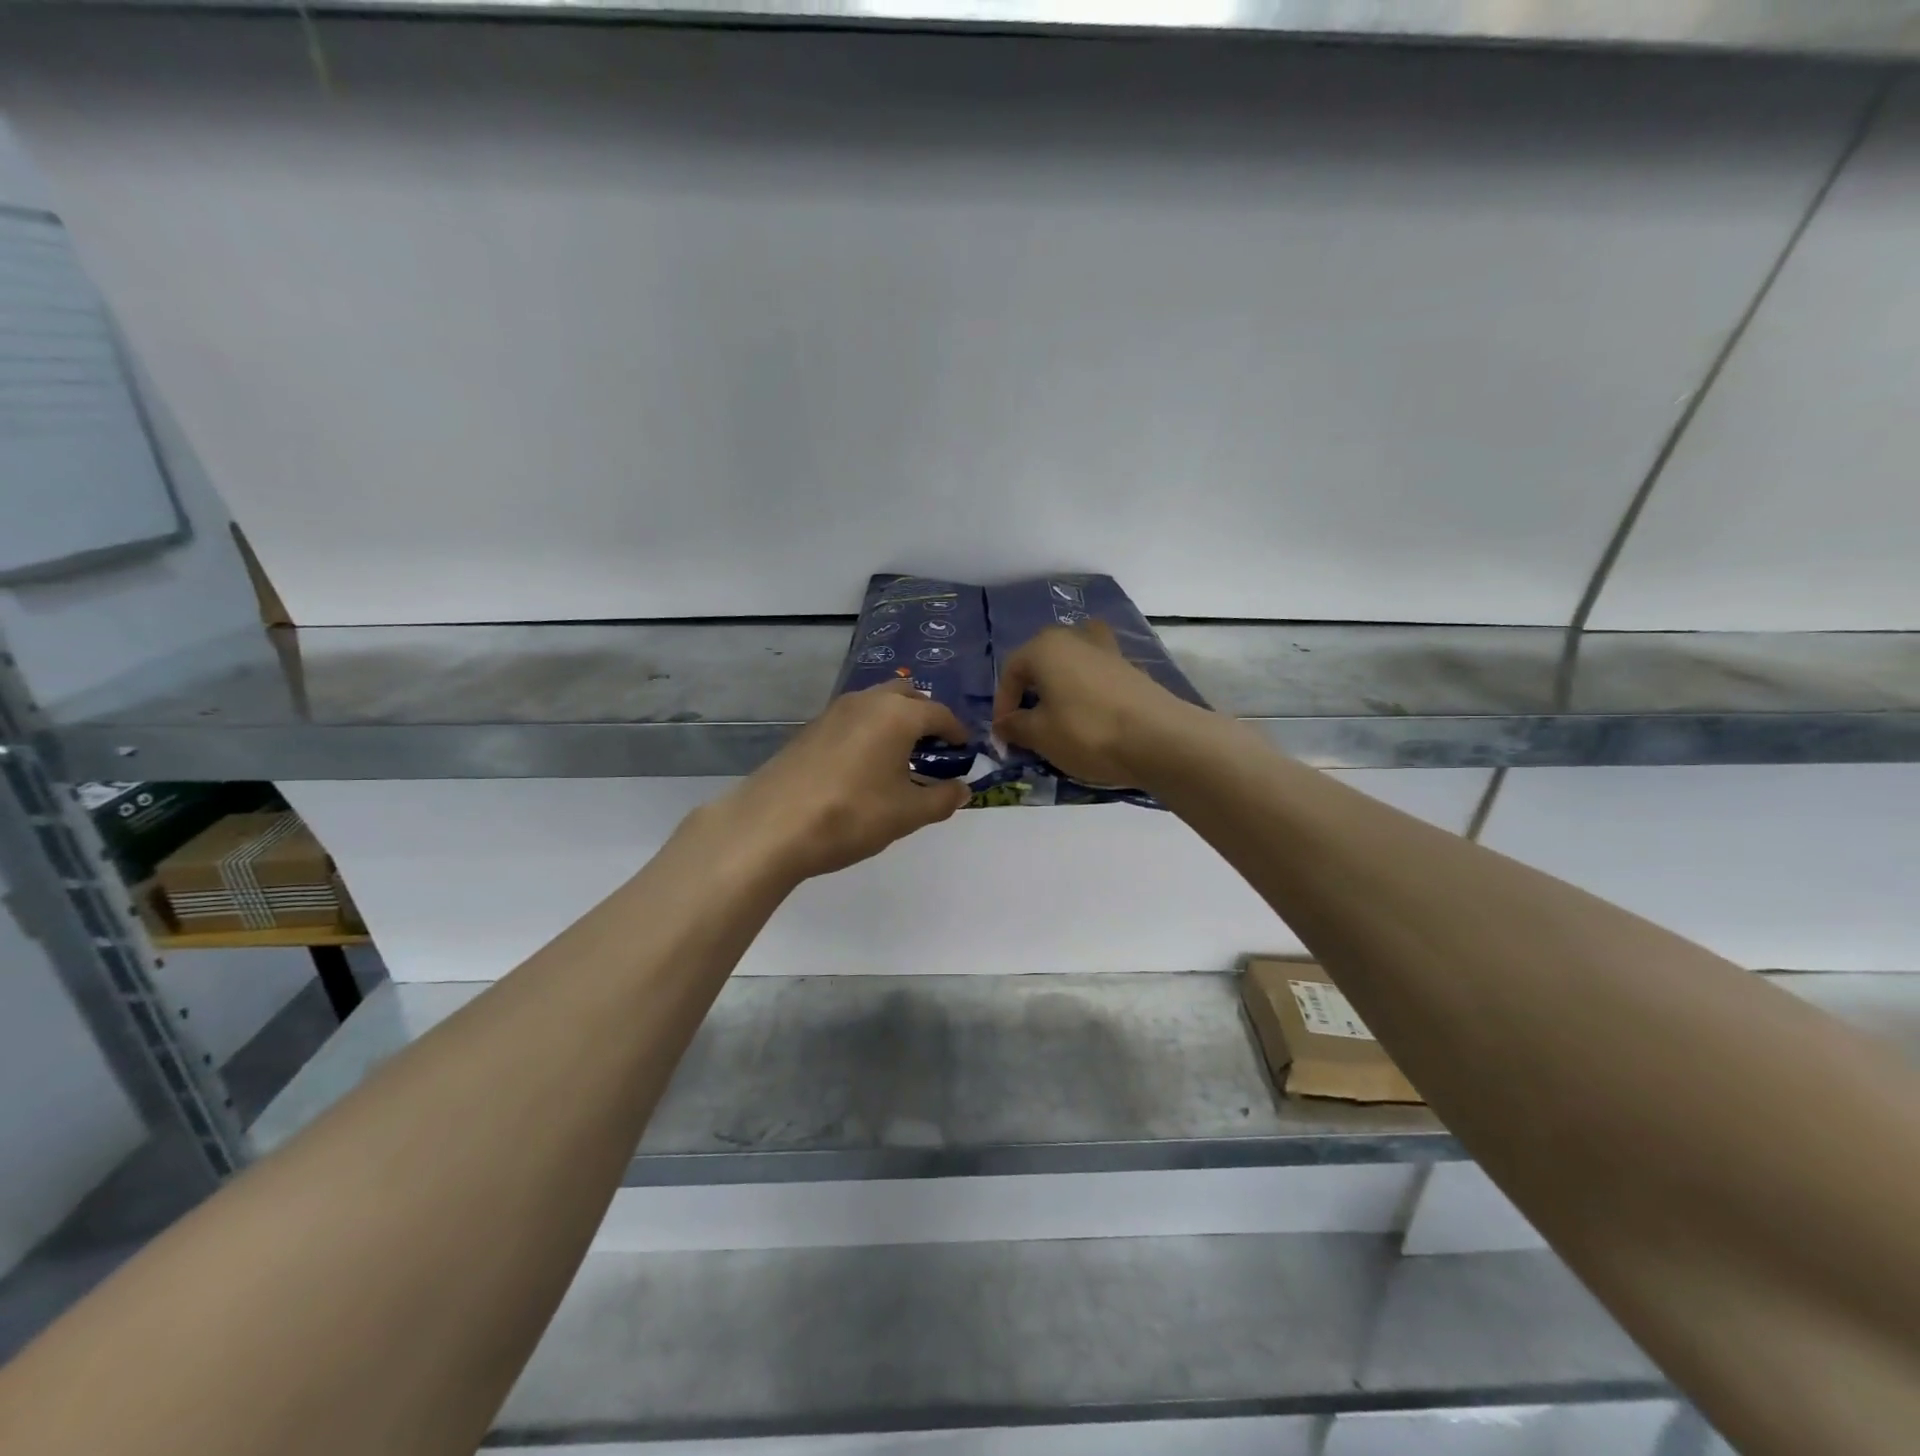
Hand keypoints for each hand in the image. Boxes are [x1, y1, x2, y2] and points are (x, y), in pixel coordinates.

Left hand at [716, 681, 972, 880]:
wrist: (772, 827)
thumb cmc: (852, 816)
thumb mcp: (908, 814)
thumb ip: (942, 798)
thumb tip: (962, 789)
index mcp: (897, 714)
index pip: (940, 713)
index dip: (957, 733)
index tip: (964, 753)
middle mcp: (866, 701)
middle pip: (907, 695)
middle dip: (925, 717)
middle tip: (932, 751)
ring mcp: (833, 712)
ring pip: (876, 703)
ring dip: (894, 722)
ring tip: (899, 760)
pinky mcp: (809, 729)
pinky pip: (852, 720)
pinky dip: (868, 732)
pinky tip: (863, 767)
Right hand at [993, 622, 1204, 788]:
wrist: (1159, 739)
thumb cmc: (1087, 731)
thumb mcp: (1040, 735)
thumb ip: (1016, 726)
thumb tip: (1004, 723)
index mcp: (1045, 646)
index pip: (1011, 671)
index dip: (1003, 704)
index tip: (1004, 734)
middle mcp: (1075, 637)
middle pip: (1043, 661)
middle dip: (1032, 692)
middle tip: (1029, 723)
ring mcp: (1108, 650)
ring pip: (1073, 665)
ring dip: (1061, 688)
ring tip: (1060, 716)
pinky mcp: (1132, 669)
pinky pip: (1098, 677)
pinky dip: (1088, 694)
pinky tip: (1092, 719)